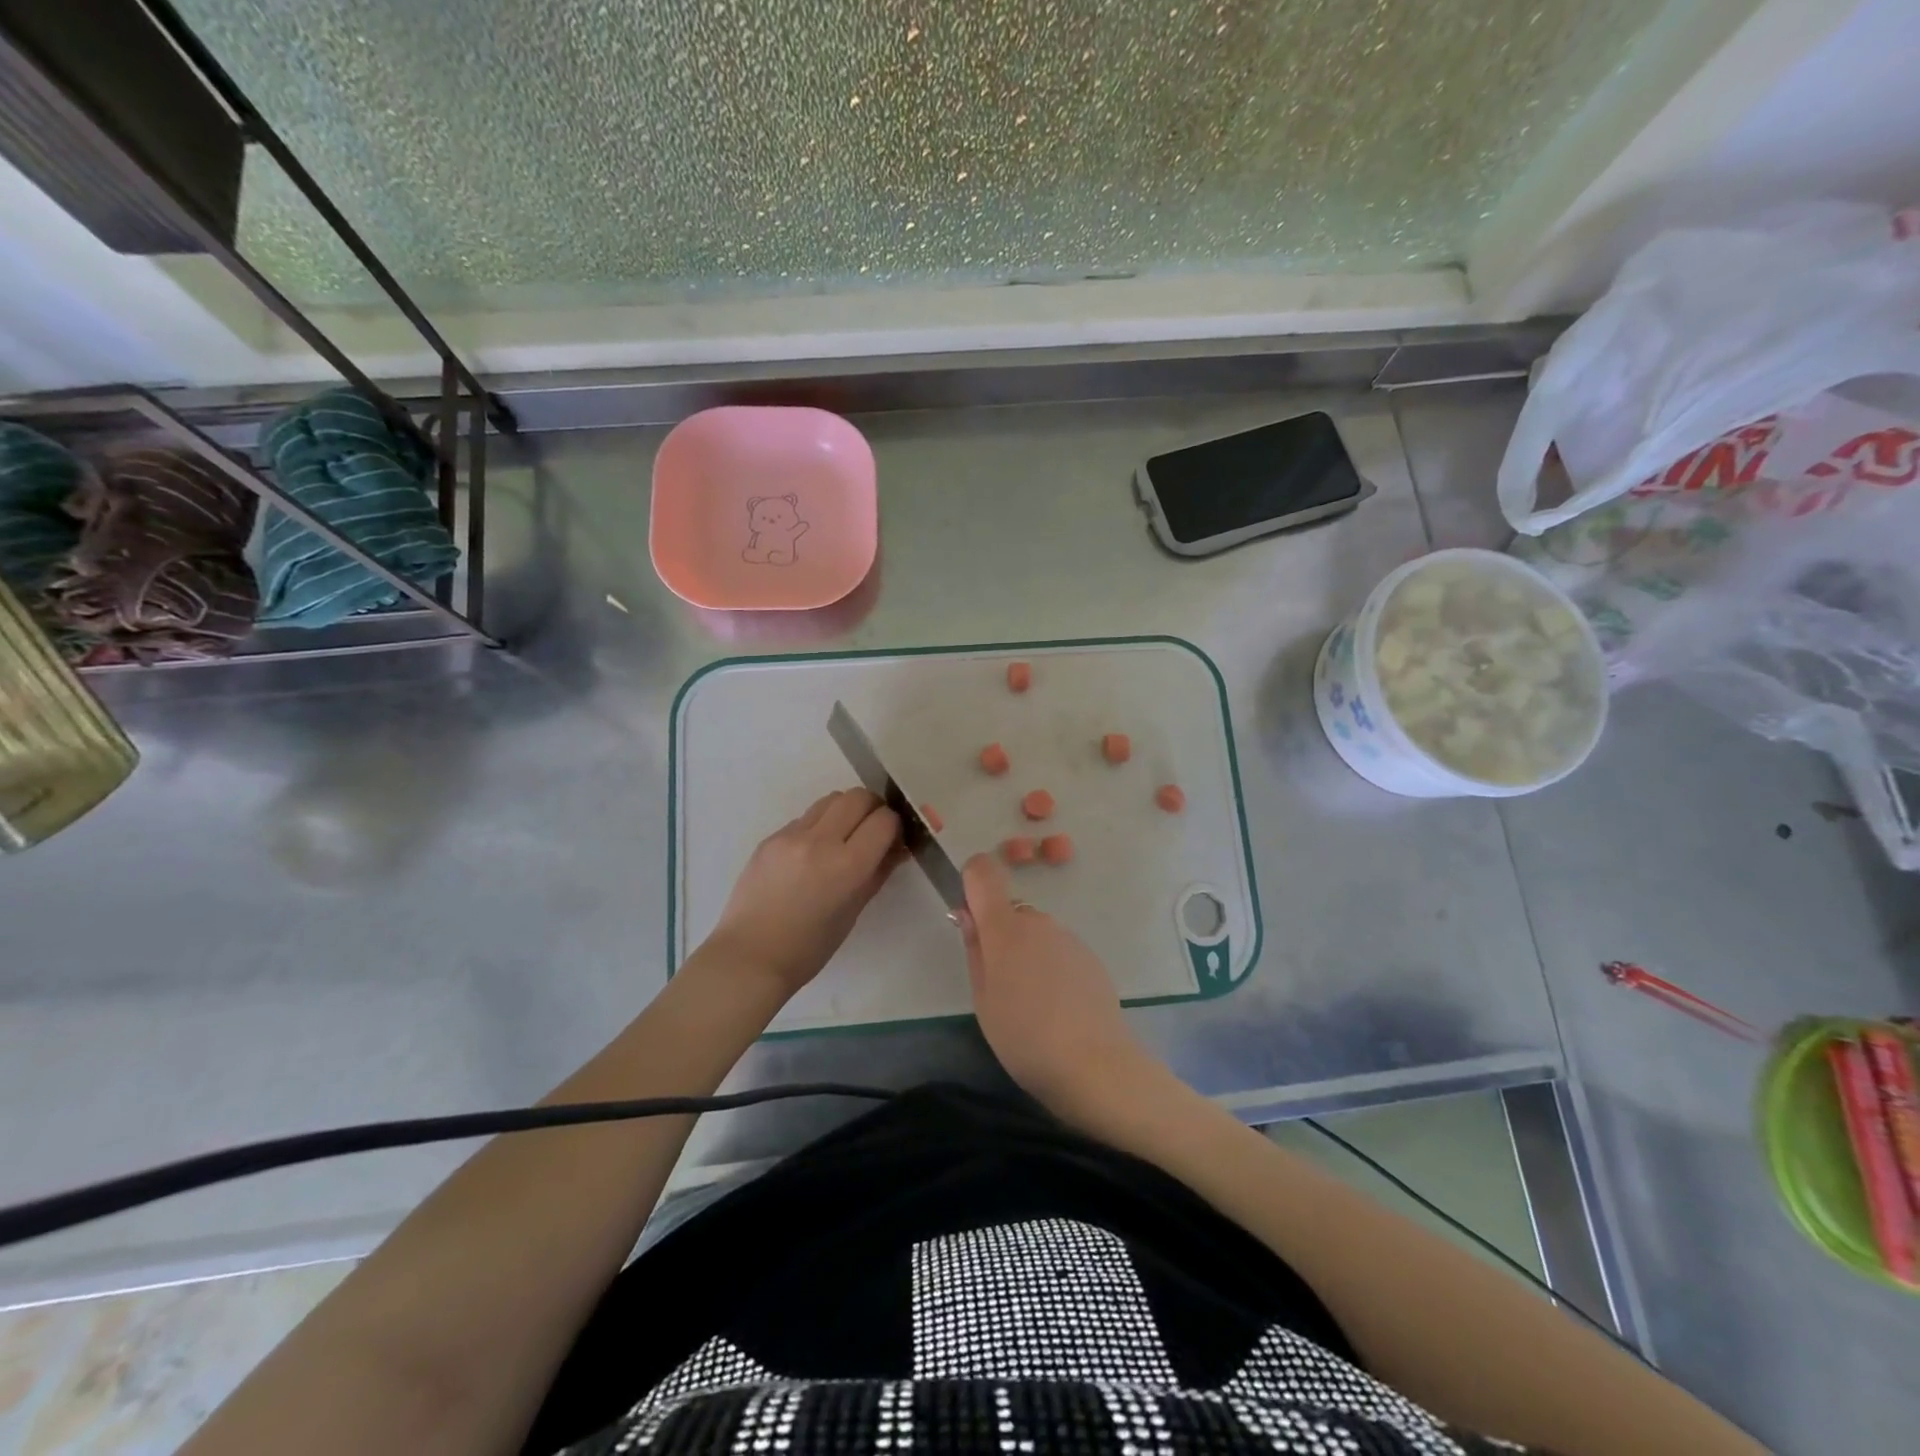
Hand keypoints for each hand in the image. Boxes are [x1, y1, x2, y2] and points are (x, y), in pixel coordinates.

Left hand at [704, 788, 901, 996]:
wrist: (749, 957)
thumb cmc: (809, 948)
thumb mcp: (853, 912)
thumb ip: (877, 873)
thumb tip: (896, 848)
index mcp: (847, 866)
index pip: (884, 820)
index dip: (894, 826)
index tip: (892, 840)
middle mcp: (820, 841)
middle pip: (858, 797)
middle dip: (873, 808)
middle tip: (872, 830)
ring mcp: (791, 836)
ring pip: (831, 799)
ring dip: (845, 810)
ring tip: (843, 837)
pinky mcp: (770, 838)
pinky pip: (805, 818)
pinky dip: (819, 826)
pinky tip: (811, 854)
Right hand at [958, 853, 1154, 1114]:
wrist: (1095, 1065)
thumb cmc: (1024, 1037)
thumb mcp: (983, 1000)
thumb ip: (975, 950)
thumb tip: (968, 915)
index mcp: (1004, 927)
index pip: (983, 872)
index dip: (972, 881)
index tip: (969, 916)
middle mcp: (1037, 921)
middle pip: (1010, 911)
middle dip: (1000, 936)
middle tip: (1000, 985)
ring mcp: (1068, 937)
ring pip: (1035, 933)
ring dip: (1027, 955)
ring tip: (1032, 1004)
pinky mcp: (1090, 956)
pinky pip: (1058, 950)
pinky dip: (1052, 968)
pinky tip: (1058, 1008)